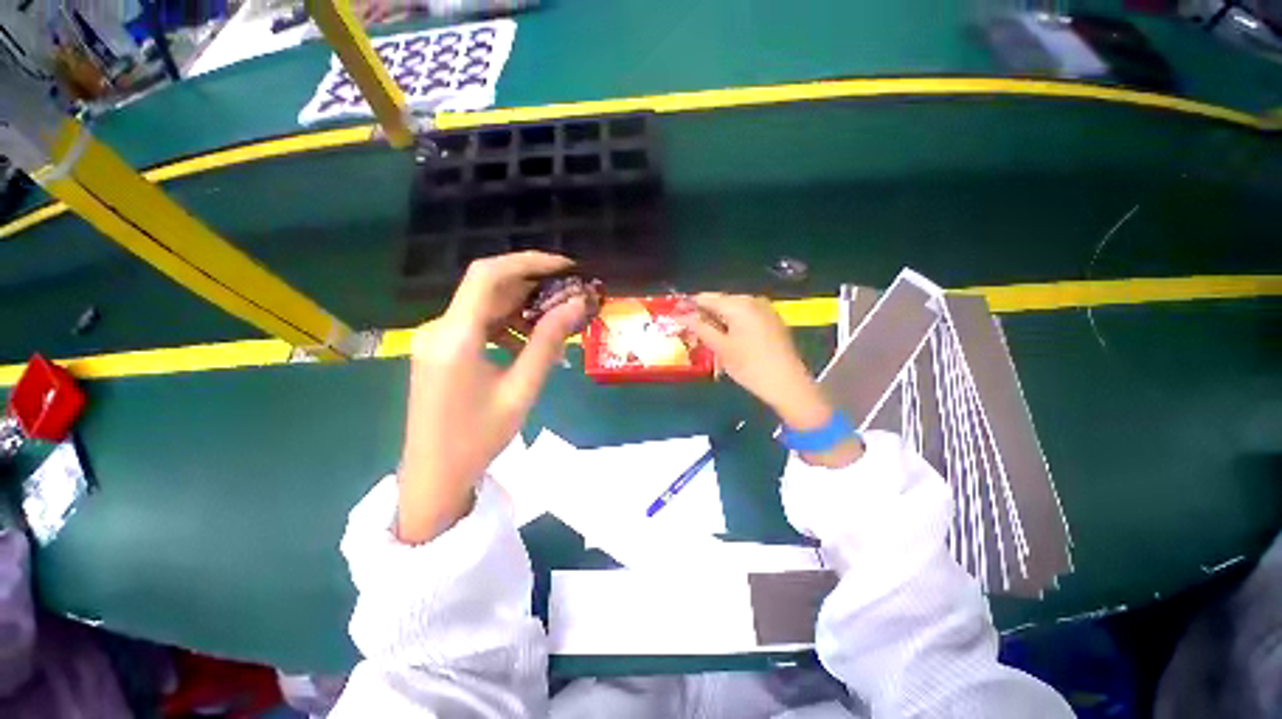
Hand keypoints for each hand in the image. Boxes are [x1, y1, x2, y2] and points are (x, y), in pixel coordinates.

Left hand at [398, 252, 585, 542]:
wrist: (434, 474)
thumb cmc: (479, 437)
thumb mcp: (521, 389)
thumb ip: (548, 343)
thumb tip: (576, 306)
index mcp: (455, 336)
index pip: (489, 275)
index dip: (528, 262)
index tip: (565, 267)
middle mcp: (440, 328)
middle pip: (489, 289)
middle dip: (533, 287)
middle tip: (570, 297)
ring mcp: (437, 339)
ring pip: (485, 307)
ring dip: (523, 309)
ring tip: (557, 323)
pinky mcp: (441, 351)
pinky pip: (478, 326)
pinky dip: (507, 327)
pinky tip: (530, 344)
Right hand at [676, 293, 862, 467]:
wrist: (788, 384)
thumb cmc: (750, 366)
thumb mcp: (721, 347)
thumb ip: (700, 328)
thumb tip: (681, 315)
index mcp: (739, 304)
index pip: (707, 298)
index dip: (689, 306)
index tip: (675, 315)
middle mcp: (753, 300)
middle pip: (721, 303)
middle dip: (704, 314)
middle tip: (689, 330)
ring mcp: (765, 310)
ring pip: (734, 310)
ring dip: (718, 320)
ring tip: (705, 336)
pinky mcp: (772, 321)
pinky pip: (746, 316)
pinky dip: (733, 324)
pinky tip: (726, 338)